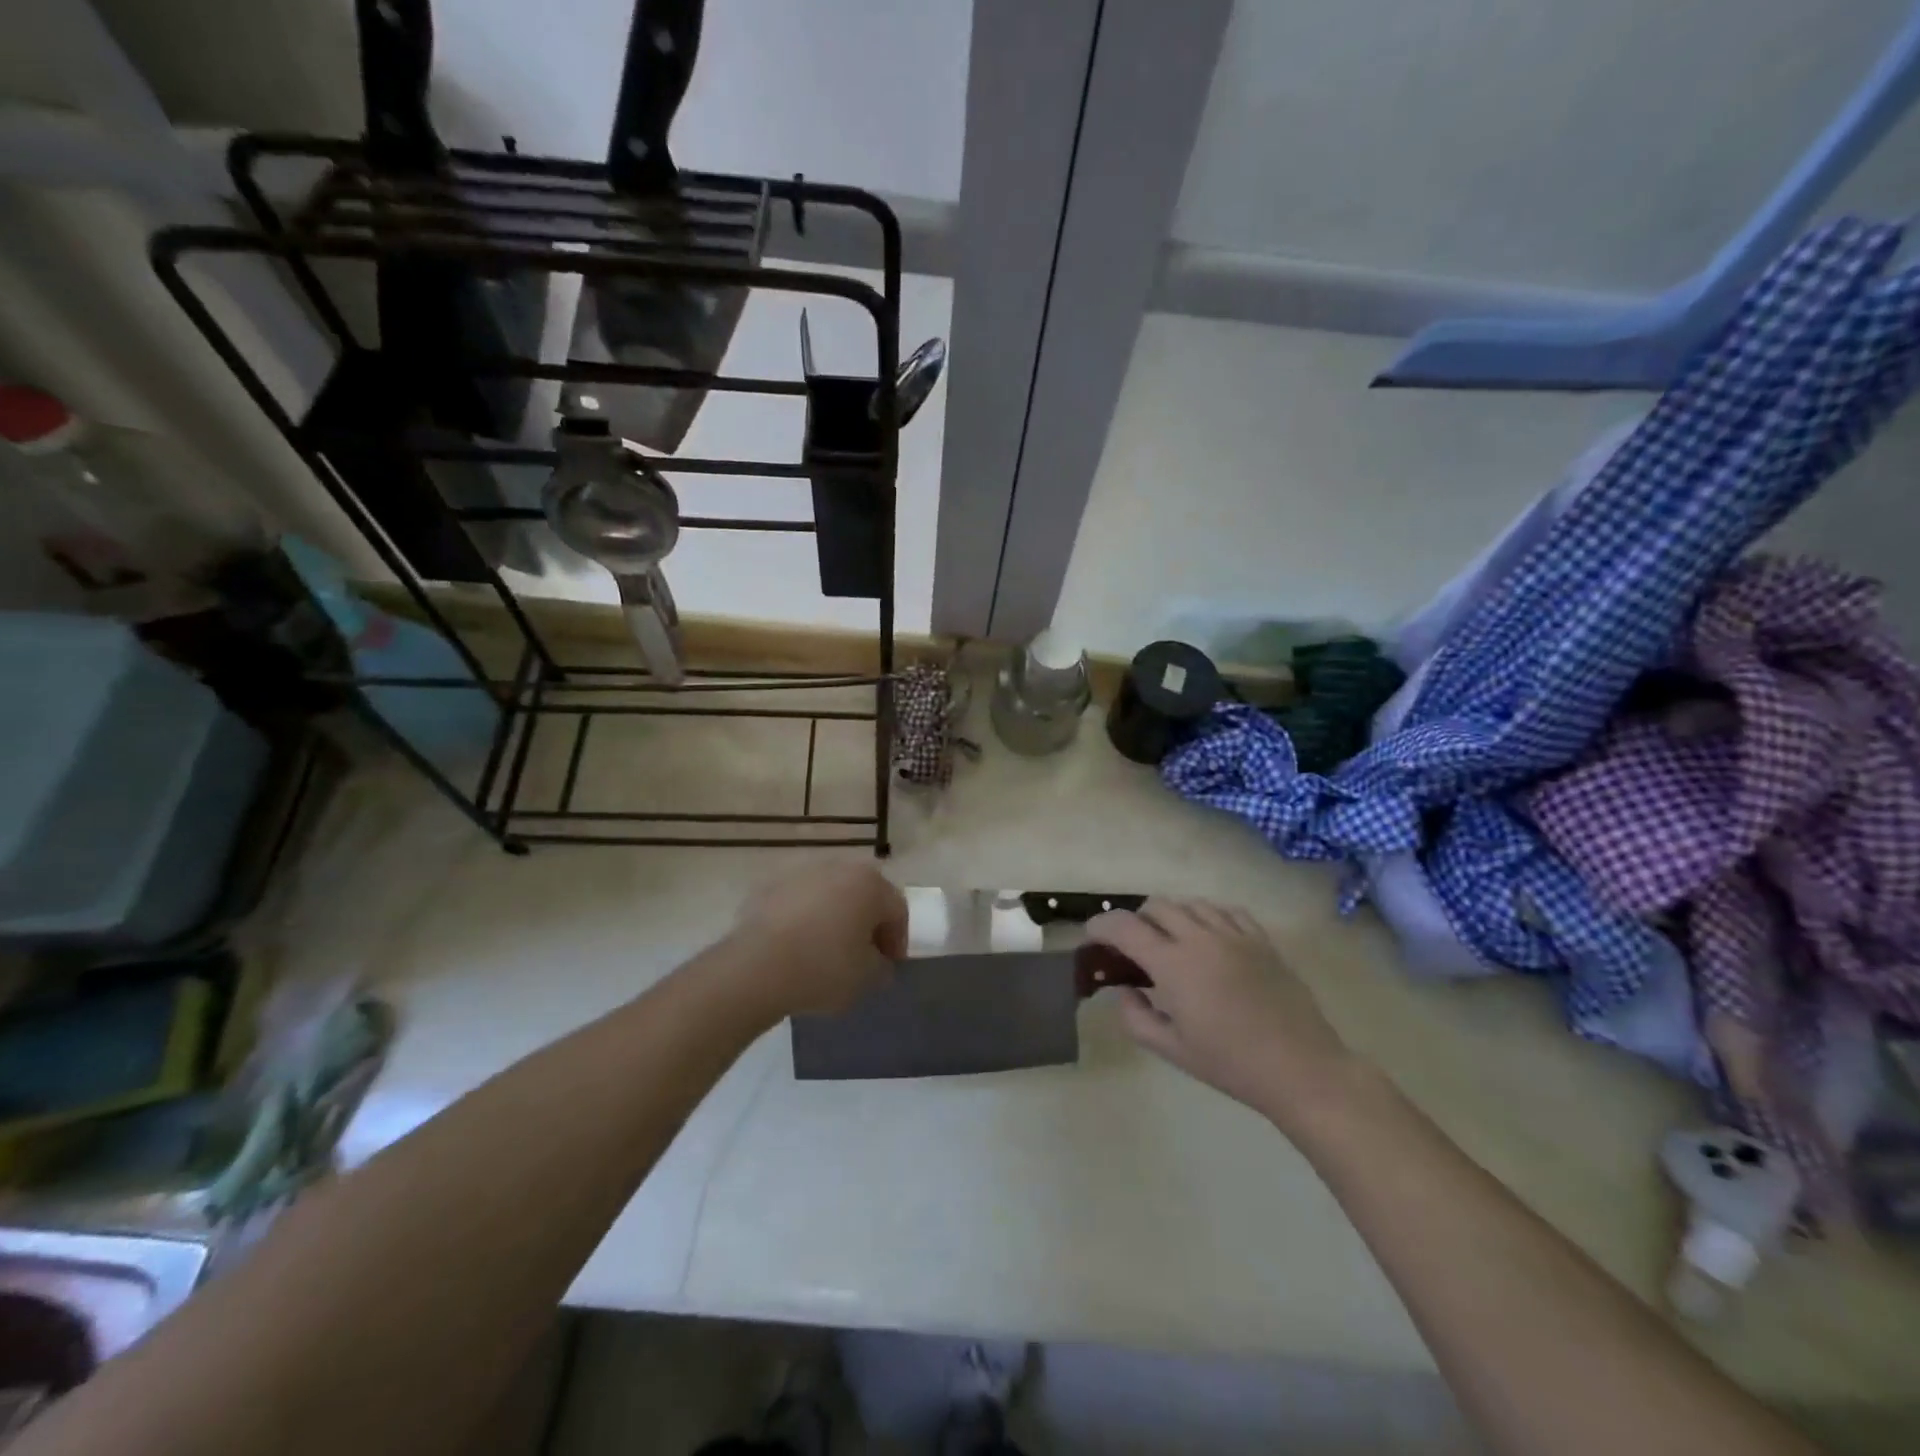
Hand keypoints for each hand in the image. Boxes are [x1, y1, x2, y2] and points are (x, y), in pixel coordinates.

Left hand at [720, 861, 906, 1019]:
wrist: (756, 968)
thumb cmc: (824, 968)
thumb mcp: (867, 978)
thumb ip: (881, 966)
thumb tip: (877, 961)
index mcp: (871, 884)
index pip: (897, 910)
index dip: (897, 940)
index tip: (889, 965)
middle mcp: (839, 868)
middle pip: (863, 895)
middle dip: (866, 922)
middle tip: (862, 954)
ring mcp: (801, 873)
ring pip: (828, 895)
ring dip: (833, 917)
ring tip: (824, 950)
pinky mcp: (769, 886)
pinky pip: (797, 902)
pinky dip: (802, 919)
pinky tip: (795, 947)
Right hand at [1085, 898, 1357, 1130]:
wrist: (1302, 1069)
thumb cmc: (1231, 1065)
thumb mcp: (1172, 1050)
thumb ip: (1136, 1017)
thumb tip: (1124, 990)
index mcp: (1174, 965)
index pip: (1124, 927)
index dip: (1100, 926)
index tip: (1092, 938)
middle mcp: (1201, 938)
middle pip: (1156, 906)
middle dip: (1136, 920)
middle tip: (1134, 947)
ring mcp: (1234, 934)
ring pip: (1190, 903)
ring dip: (1171, 916)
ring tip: (1172, 942)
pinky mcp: (1261, 939)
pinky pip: (1225, 910)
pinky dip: (1207, 917)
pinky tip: (1209, 938)